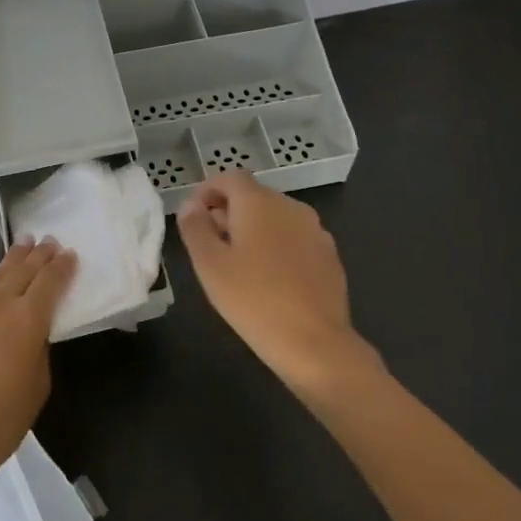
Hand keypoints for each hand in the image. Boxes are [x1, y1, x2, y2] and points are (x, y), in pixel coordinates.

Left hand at [0, 238, 77, 495]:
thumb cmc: (0, 421)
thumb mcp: (37, 387)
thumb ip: (38, 351)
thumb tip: (32, 333)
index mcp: (28, 320)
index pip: (51, 283)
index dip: (62, 266)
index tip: (69, 253)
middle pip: (24, 271)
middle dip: (39, 255)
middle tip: (48, 240)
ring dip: (10, 257)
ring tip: (22, 242)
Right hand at [177, 172, 375, 392]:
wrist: (315, 343)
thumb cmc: (253, 300)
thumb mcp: (210, 264)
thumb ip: (195, 227)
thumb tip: (191, 205)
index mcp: (259, 202)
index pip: (230, 178)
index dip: (208, 190)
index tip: (194, 215)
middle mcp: (290, 207)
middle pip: (254, 196)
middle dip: (229, 211)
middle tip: (210, 243)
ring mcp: (315, 231)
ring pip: (276, 218)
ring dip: (254, 229)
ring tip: (238, 263)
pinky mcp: (329, 256)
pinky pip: (295, 238)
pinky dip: (277, 246)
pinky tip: (270, 279)